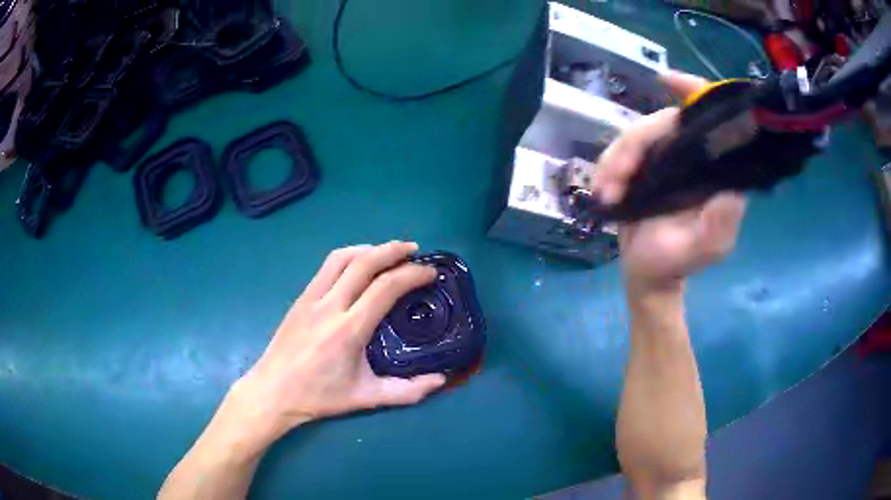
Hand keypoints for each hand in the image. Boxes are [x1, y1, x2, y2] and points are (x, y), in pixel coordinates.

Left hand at [230, 241, 445, 446]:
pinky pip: (327, 267)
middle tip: (414, 250)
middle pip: (364, 263)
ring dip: (369, 249)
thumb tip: (441, 380)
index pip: (385, 287)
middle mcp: (329, 306)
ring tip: (387, 252)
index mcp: (349, 330)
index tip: (430, 273)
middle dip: (393, 250)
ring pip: (341, 258)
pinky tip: (358, 266)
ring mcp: (311, 298)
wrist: (273, 391)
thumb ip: (407, 391)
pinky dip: (349, 257)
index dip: (412, 274)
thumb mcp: (366, 398)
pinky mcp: (300, 298)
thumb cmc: (319, 396)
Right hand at [592, 71, 746, 292]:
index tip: (666, 80)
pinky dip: (606, 168)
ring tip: (607, 195)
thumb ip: (720, 222)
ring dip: (614, 162)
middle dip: (632, 147)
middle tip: (613, 183)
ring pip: (635, 135)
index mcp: (713, 169)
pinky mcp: (642, 165)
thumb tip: (729, 185)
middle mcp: (691, 156)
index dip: (693, 92)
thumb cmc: (676, 262)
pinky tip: (603, 192)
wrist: (647, 275)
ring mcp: (664, 158)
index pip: (708, 118)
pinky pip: (618, 150)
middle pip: (661, 122)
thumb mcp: (706, 248)